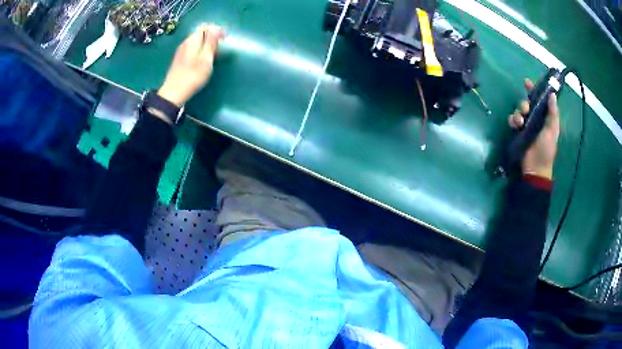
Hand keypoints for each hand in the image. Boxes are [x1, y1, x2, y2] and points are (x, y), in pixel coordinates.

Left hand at [158, 24, 223, 106]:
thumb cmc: (192, 76)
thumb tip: (216, 27)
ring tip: (213, 55)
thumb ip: (211, 41)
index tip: (225, 39)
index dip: (217, 30)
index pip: (206, 26)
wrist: (173, 93)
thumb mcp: (206, 58)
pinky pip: (192, 49)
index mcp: (193, 40)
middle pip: (201, 33)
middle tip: (220, 48)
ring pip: (196, 41)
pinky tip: (202, 60)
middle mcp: (185, 42)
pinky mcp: (179, 59)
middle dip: (212, 37)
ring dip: (206, 44)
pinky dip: (200, 51)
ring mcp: (181, 51)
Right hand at [508, 79, 559, 179]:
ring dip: (518, 113)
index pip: (540, 100)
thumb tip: (552, 94)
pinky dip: (512, 120)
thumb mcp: (552, 131)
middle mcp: (535, 119)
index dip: (534, 90)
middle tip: (525, 109)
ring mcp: (526, 125)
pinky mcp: (518, 132)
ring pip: (519, 110)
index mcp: (545, 117)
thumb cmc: (546, 150)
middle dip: (524, 103)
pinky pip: (512, 120)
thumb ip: (552, 113)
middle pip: (527, 103)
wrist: (535, 168)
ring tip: (520, 122)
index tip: (527, 83)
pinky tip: (515, 126)